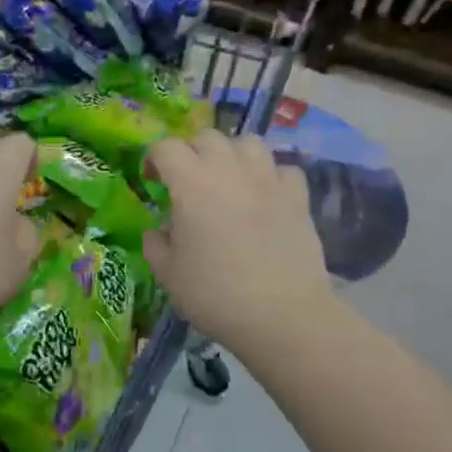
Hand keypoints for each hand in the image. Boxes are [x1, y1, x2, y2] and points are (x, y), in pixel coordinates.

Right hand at [144, 129, 333, 351]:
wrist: (282, 315)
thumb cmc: (216, 295)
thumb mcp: (169, 275)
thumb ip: (155, 245)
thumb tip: (157, 231)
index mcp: (191, 184)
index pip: (166, 148)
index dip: (154, 159)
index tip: (153, 180)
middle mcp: (229, 170)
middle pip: (207, 137)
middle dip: (192, 152)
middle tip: (188, 182)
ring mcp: (268, 179)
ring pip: (248, 143)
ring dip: (233, 155)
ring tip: (229, 181)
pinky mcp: (298, 196)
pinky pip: (283, 169)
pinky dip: (271, 176)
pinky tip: (266, 196)